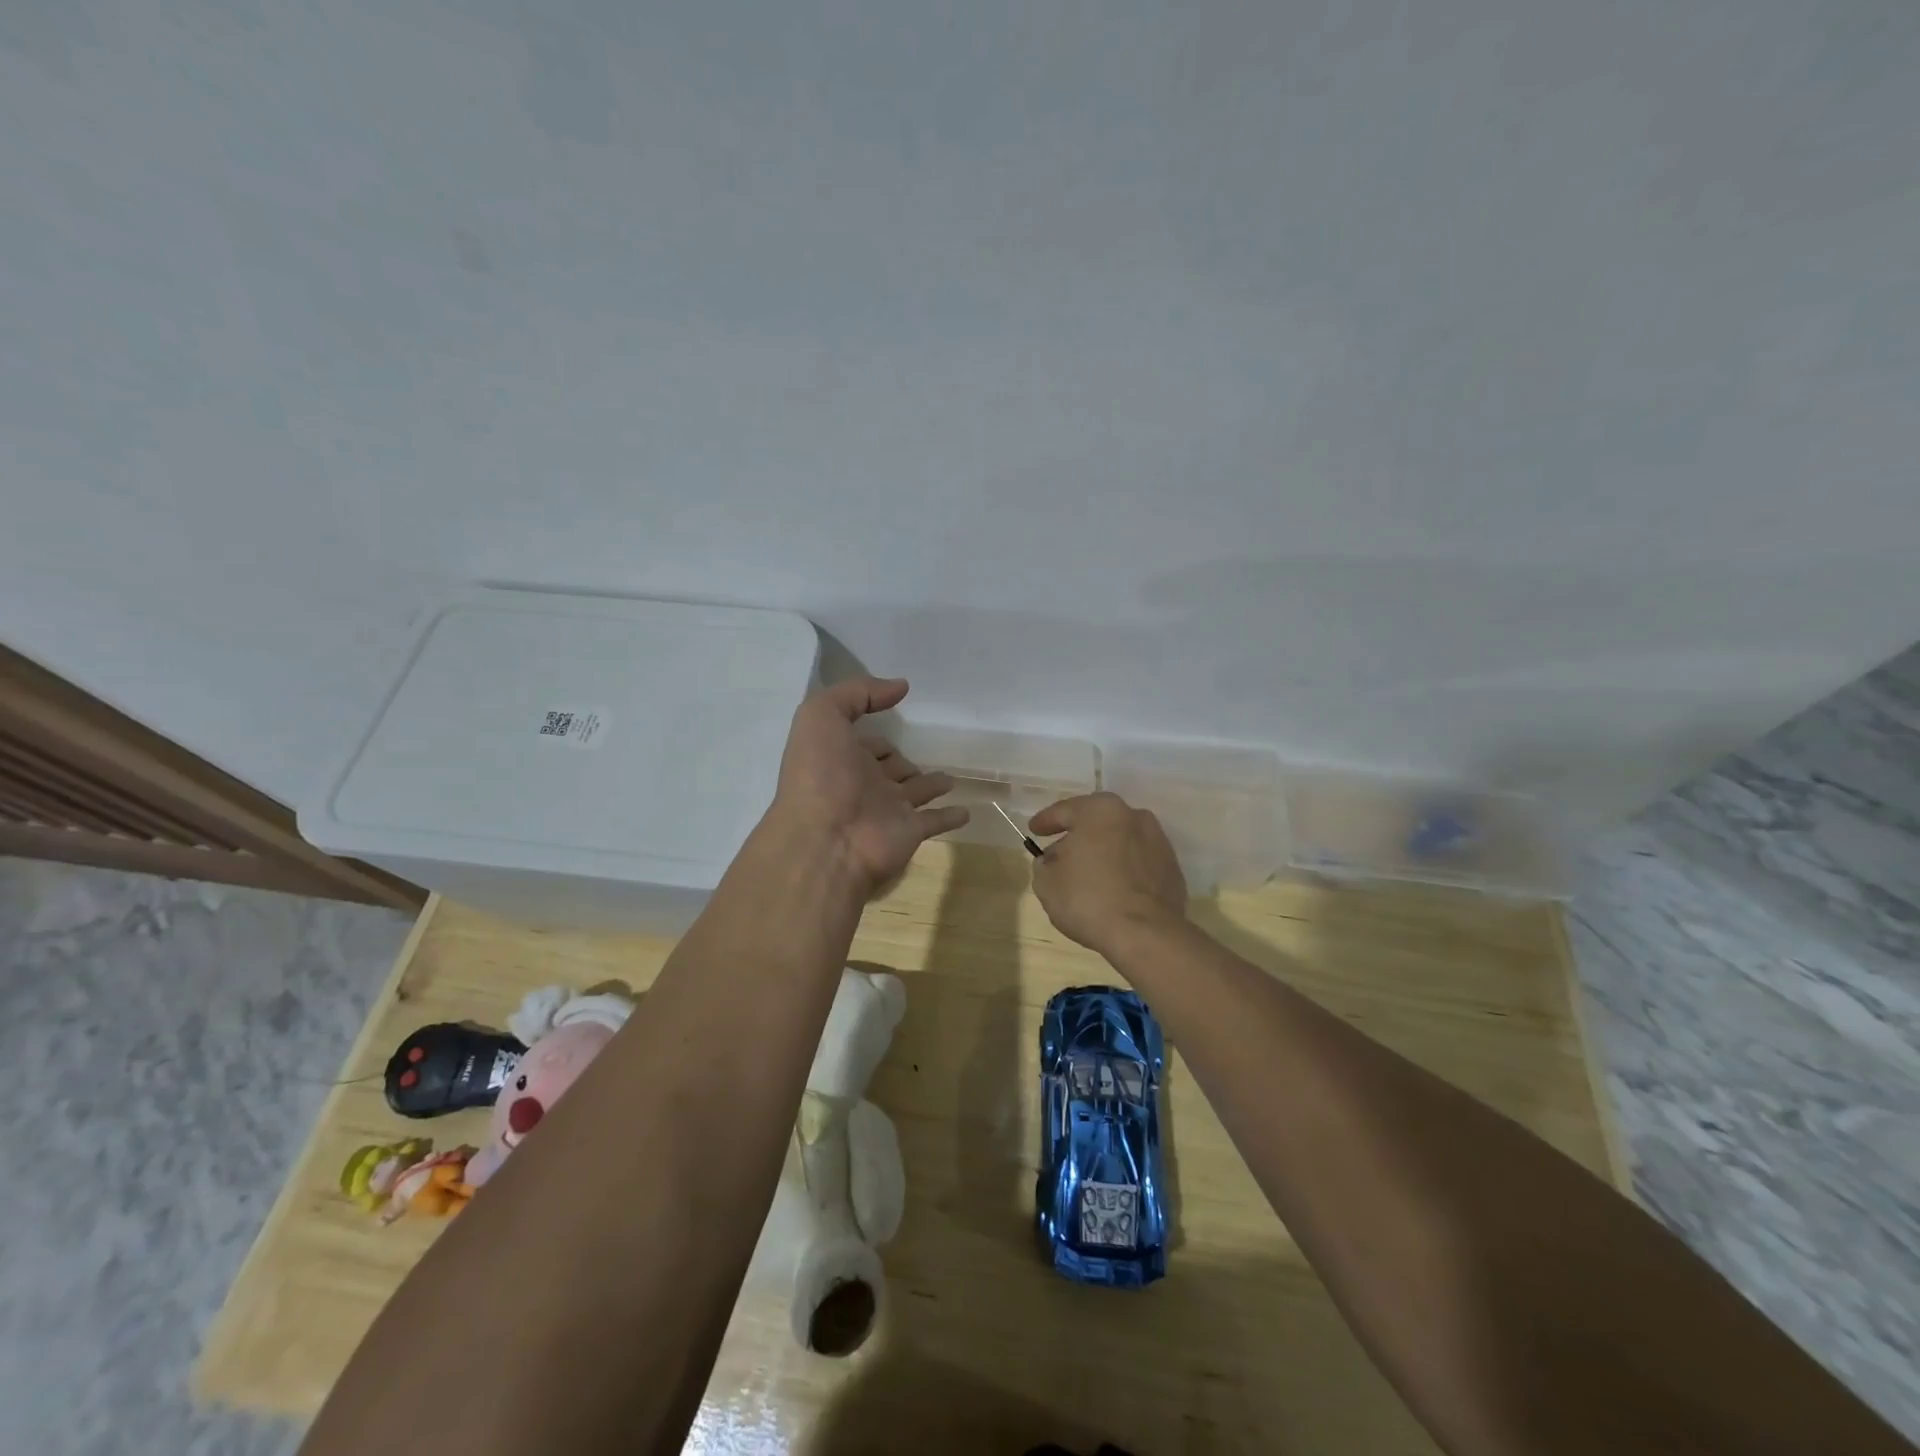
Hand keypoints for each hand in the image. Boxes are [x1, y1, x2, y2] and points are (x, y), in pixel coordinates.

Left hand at [766, 677, 968, 896]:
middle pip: (890, 767)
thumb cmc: (820, 775)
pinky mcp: (910, 831)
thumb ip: (857, 693)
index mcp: (841, 757)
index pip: (864, 743)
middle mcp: (863, 783)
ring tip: (950, 779)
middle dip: (902, 760)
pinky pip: (936, 820)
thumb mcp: (822, 716)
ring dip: (931, 784)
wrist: (826, 841)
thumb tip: (900, 686)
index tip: (894, 728)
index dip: (875, 735)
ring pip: (915, 792)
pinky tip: (966, 812)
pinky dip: (951, 816)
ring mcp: (888, 809)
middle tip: (922, 754)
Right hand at [1029, 792, 1187, 953]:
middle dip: (1077, 837)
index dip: (1045, 821)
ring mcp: (1157, 841)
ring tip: (1087, 875)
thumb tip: (1054, 861)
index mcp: (1100, 810)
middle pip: (1096, 823)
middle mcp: (1133, 816)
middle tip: (1058, 854)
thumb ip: (1044, 864)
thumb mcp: (1047, 882)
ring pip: (1120, 841)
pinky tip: (1112, 889)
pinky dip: (1123, 870)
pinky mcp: (1171, 868)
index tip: (1034, 830)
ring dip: (1103, 852)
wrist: (1146, 934)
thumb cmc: (1088, 899)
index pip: (1065, 810)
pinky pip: (1138, 863)